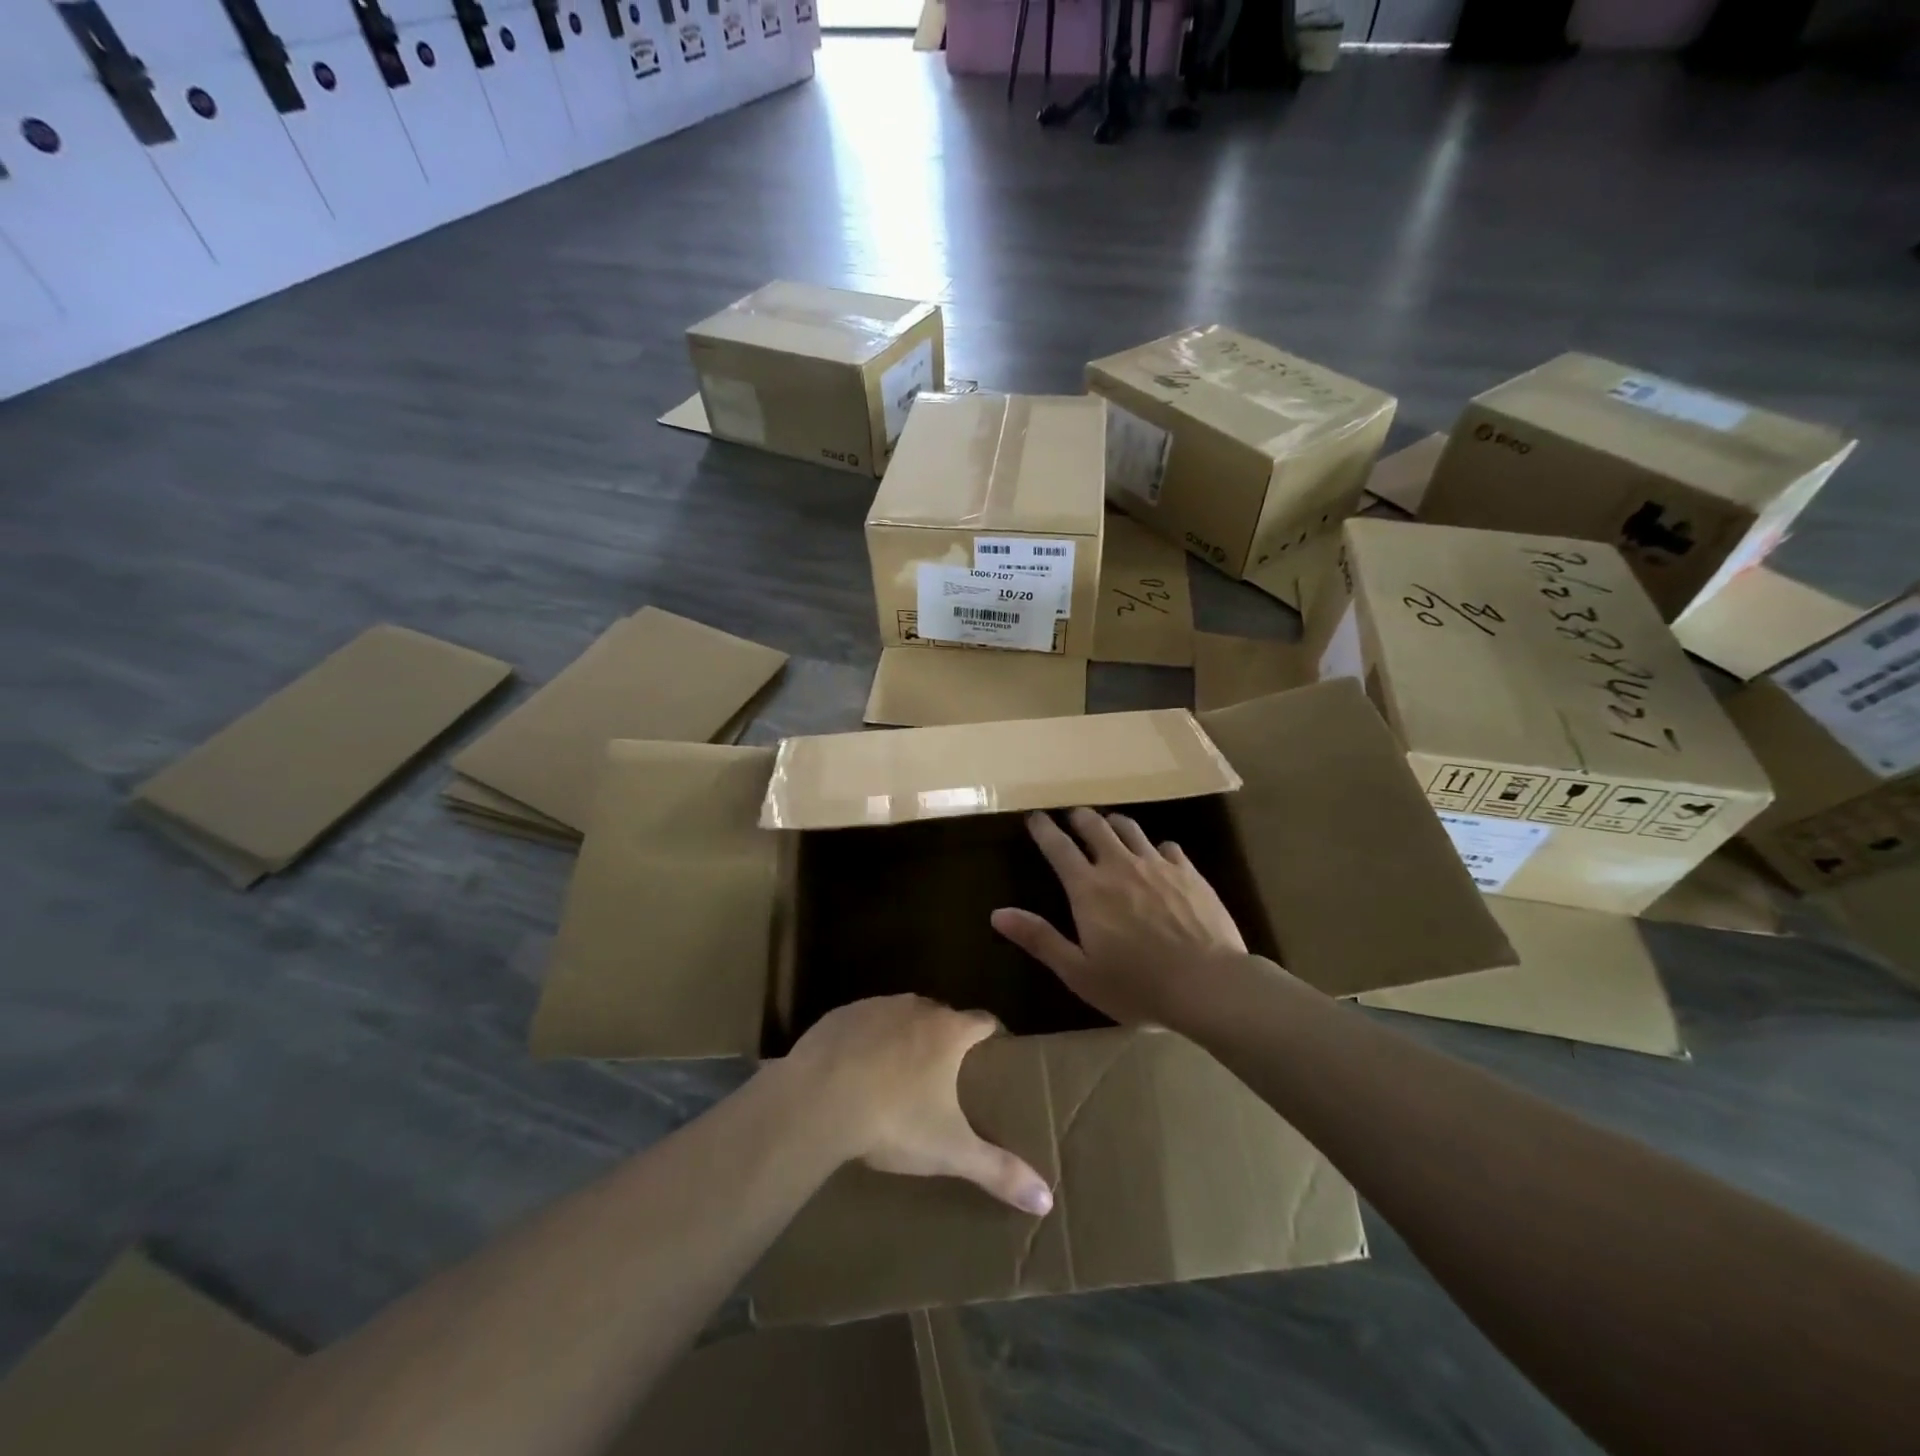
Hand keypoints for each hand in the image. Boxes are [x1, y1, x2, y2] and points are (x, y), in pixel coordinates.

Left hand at [782, 995, 1053, 1215]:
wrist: (817, 1099)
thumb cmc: (893, 1119)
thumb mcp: (949, 1150)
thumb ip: (999, 1170)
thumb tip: (1047, 1200)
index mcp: (950, 1031)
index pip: (985, 1021)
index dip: (992, 1036)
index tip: (993, 1057)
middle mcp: (918, 1007)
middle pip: (943, 1016)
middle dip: (947, 1040)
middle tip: (945, 1077)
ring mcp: (877, 1006)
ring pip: (903, 1016)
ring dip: (906, 1037)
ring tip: (900, 1075)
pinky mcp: (842, 1014)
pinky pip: (865, 1022)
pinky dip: (868, 1040)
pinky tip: (857, 1071)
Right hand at [991, 808, 1247, 1026]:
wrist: (1209, 985)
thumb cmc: (1137, 985)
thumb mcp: (1079, 972)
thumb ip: (1040, 939)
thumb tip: (997, 913)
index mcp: (1088, 888)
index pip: (1058, 846)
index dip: (1043, 828)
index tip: (1034, 817)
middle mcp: (1120, 865)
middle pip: (1094, 826)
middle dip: (1078, 818)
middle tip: (1072, 818)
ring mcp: (1158, 865)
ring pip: (1130, 828)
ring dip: (1113, 823)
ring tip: (1109, 827)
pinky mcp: (1189, 873)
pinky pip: (1167, 846)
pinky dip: (1155, 847)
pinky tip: (1158, 856)